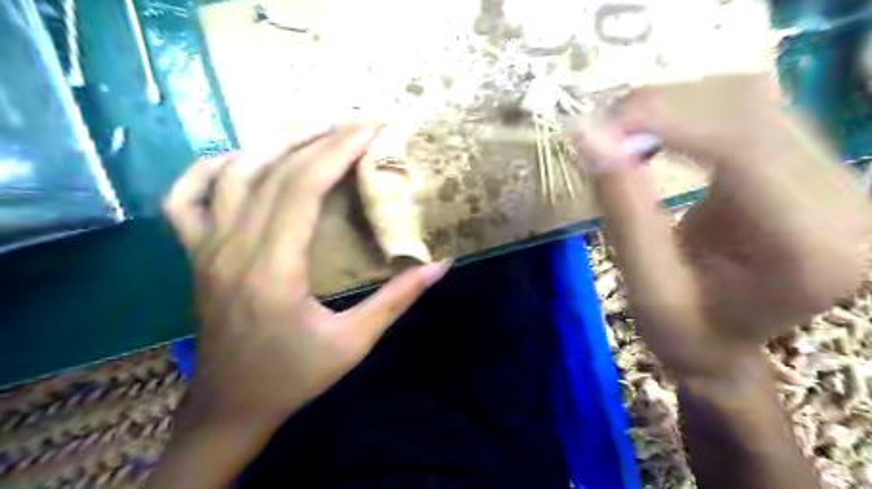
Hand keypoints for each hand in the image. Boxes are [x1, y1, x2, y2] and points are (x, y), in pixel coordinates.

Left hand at [160, 123, 447, 430]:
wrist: (231, 407)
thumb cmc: (294, 376)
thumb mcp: (354, 342)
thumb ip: (397, 300)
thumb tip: (440, 266)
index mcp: (273, 269)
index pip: (302, 187)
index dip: (338, 150)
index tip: (371, 128)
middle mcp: (233, 248)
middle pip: (272, 170)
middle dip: (319, 137)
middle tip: (356, 122)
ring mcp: (205, 248)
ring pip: (231, 173)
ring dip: (274, 142)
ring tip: (314, 128)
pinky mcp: (195, 254)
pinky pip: (185, 198)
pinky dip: (210, 168)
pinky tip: (242, 159)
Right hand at [574, 75, 871, 376]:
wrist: (725, 340)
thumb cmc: (687, 332)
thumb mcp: (647, 287)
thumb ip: (623, 211)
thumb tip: (590, 137)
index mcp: (809, 245)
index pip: (742, 144)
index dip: (665, 118)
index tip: (597, 127)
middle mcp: (841, 198)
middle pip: (749, 107)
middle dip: (661, 107)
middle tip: (600, 130)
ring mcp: (831, 174)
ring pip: (748, 98)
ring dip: (672, 105)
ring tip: (619, 134)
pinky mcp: (805, 163)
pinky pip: (746, 111)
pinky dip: (687, 112)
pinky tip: (653, 134)